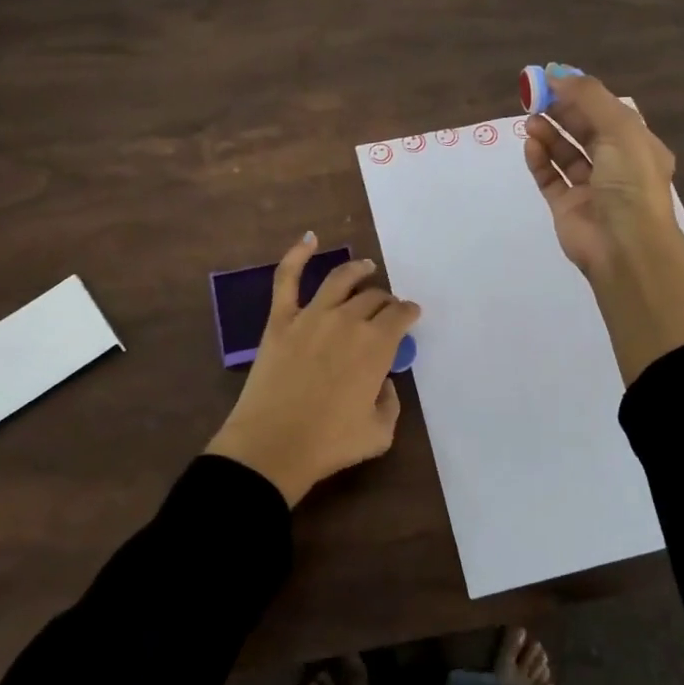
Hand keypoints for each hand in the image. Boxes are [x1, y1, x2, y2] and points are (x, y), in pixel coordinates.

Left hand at [206, 233, 421, 506]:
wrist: (272, 446)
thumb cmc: (330, 444)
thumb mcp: (380, 432)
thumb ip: (391, 401)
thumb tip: (382, 381)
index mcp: (377, 346)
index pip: (400, 316)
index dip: (408, 313)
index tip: (410, 315)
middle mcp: (348, 321)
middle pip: (373, 298)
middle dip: (385, 300)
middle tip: (386, 306)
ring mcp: (312, 315)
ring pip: (340, 279)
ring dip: (357, 270)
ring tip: (365, 267)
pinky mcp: (280, 319)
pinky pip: (287, 278)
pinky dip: (297, 254)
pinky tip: (309, 238)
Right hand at [524, 68, 683, 383]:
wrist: (624, 246)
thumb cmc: (630, 182)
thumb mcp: (619, 129)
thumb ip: (588, 98)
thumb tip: (556, 74)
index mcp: (637, 146)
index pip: (607, 112)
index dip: (581, 95)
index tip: (552, 79)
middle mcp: (616, 166)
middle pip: (583, 130)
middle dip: (561, 112)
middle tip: (534, 97)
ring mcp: (590, 188)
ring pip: (565, 153)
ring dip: (548, 134)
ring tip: (530, 120)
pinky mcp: (566, 207)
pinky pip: (550, 178)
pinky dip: (540, 160)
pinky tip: (530, 145)